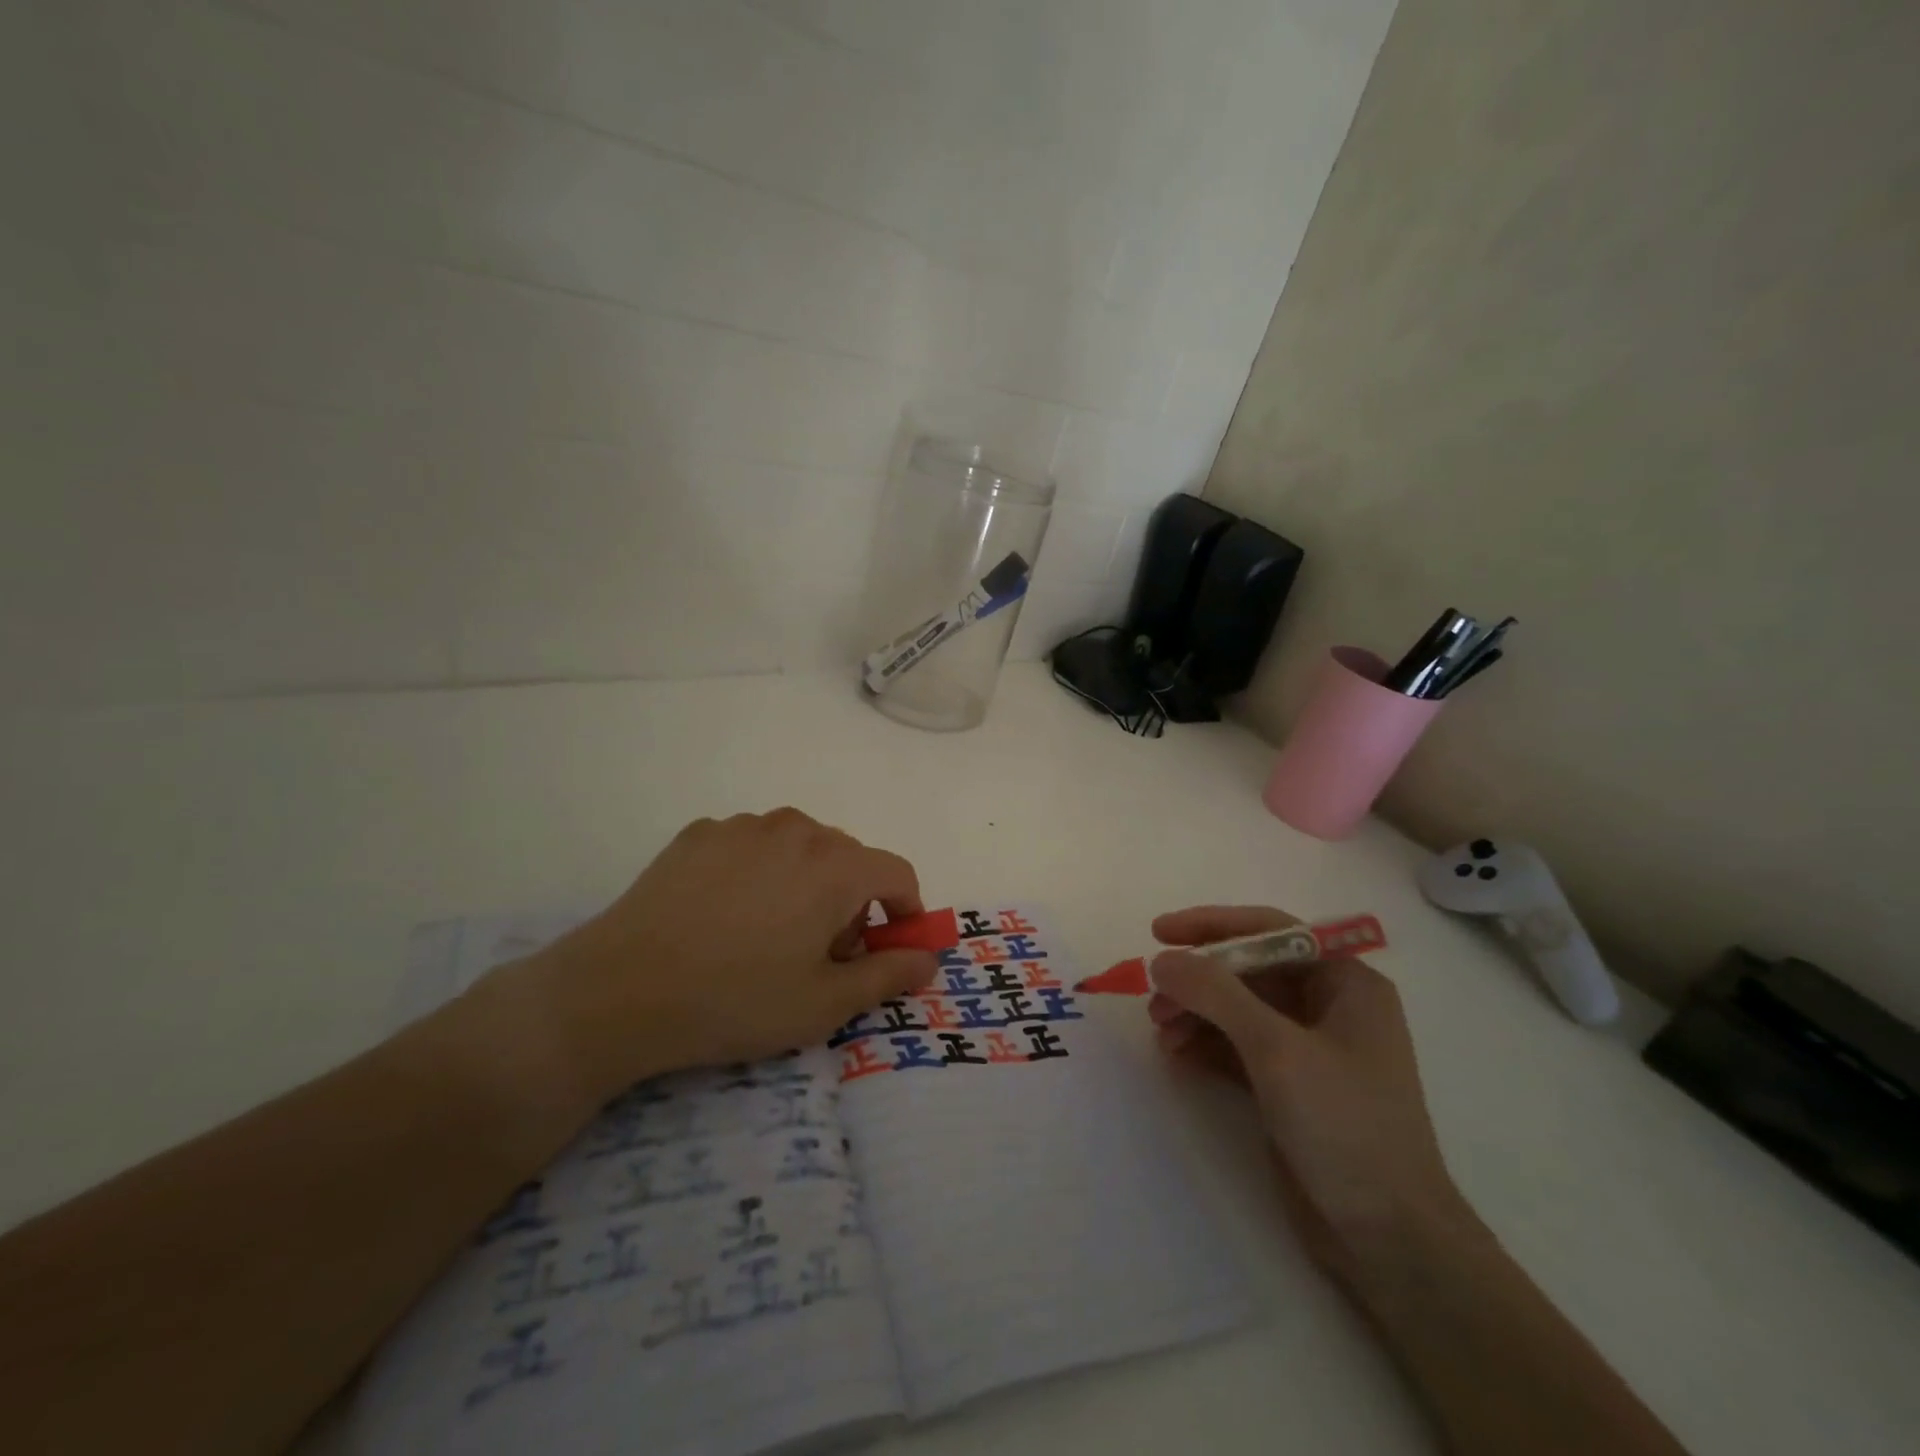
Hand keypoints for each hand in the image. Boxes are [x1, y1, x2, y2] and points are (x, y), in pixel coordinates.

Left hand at [500, 810, 938, 1102]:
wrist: (619, 992)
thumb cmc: (736, 1000)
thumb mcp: (824, 1004)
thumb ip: (888, 974)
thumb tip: (929, 958)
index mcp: (835, 865)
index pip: (897, 873)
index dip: (904, 912)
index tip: (887, 948)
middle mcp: (796, 829)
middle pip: (848, 859)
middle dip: (850, 903)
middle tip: (820, 955)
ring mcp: (743, 826)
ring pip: (799, 848)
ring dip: (805, 882)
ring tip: (769, 934)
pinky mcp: (699, 833)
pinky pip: (752, 846)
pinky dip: (758, 873)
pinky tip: (724, 916)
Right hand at [1147, 906, 1467, 1283]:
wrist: (1390, 1242)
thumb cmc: (1345, 1126)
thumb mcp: (1277, 1049)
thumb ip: (1216, 994)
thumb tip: (1162, 960)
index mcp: (1346, 983)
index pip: (1271, 931)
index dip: (1212, 926)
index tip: (1160, 932)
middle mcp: (1330, 1007)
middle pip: (1250, 971)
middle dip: (1200, 980)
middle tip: (1155, 998)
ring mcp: (1310, 1049)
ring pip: (1239, 1009)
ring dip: (1197, 1012)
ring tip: (1161, 1031)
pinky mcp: (1290, 1087)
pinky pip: (1238, 1047)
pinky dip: (1206, 1044)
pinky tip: (1176, 1053)